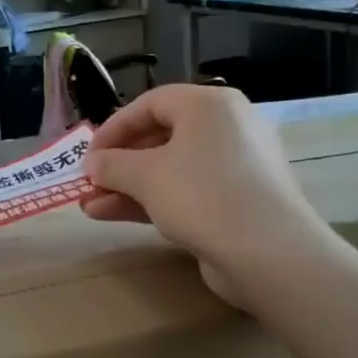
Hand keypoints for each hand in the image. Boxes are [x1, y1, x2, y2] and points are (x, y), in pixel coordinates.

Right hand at [81, 85, 330, 305]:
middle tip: (90, 182)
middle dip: (118, 163)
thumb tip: (93, 164)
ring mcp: (235, 166)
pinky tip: (114, 215)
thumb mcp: (144, 175)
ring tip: (91, 206)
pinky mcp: (238, 200)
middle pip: (159, 137)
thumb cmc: (201, 195)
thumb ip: (111, 164)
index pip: (149, 104)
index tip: (88, 155)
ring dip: (128, 186)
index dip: (113, 128)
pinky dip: (152, 200)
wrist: (269, 253)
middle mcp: (227, 128)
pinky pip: (187, 190)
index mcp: (209, 106)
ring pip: (170, 168)